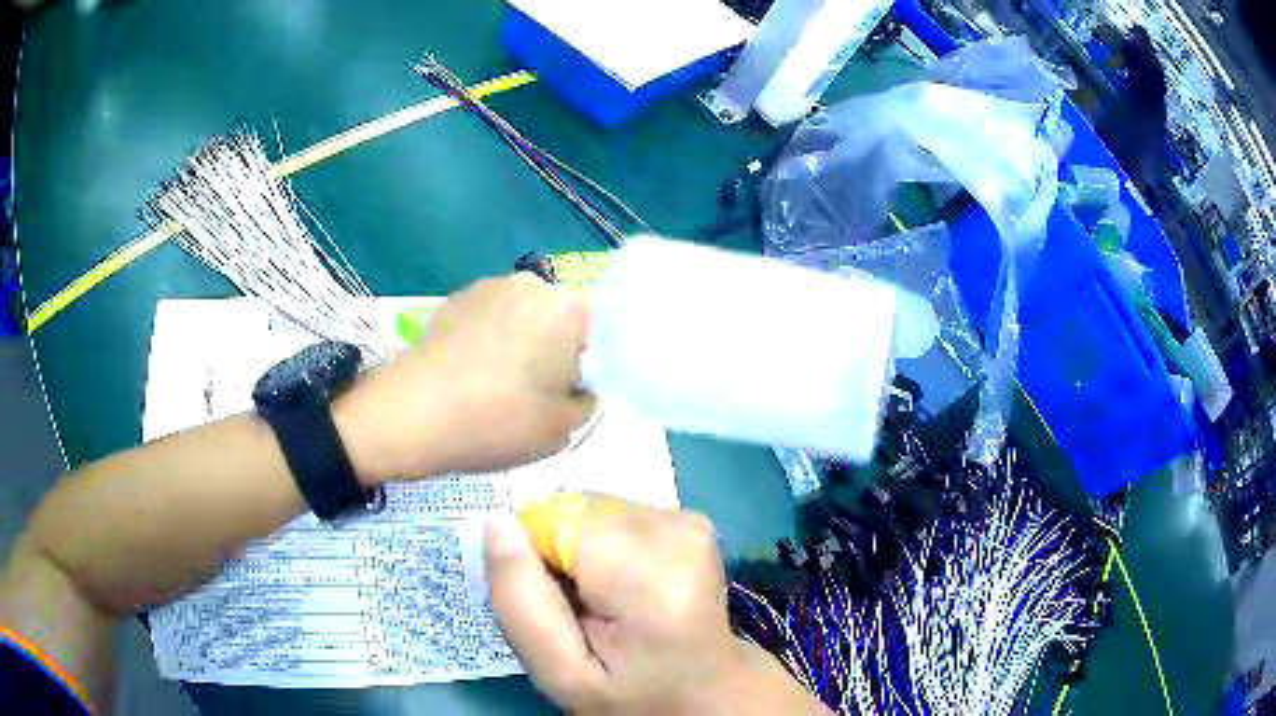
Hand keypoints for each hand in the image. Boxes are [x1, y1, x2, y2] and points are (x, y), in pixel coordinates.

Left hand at [334, 273, 595, 483]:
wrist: (410, 415)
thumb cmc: (497, 421)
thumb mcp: (562, 429)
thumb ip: (586, 402)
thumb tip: (577, 388)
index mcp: (567, 308)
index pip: (600, 331)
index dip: (589, 365)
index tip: (569, 395)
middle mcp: (529, 285)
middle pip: (558, 319)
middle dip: (553, 351)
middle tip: (536, 396)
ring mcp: (485, 288)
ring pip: (521, 318)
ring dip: (519, 345)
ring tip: (496, 388)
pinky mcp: (451, 301)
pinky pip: (486, 320)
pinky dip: (486, 343)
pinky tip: (469, 377)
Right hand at [484, 496, 829, 714]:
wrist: (707, 691)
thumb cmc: (633, 695)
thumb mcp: (562, 675)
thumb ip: (521, 605)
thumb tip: (498, 524)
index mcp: (650, 574)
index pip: (554, 521)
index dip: (537, 561)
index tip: (558, 605)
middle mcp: (677, 528)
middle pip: (574, 512)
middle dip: (561, 555)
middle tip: (581, 610)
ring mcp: (690, 519)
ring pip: (593, 512)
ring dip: (585, 552)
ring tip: (606, 603)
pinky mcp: (691, 519)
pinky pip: (617, 516)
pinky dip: (608, 548)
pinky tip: (626, 588)